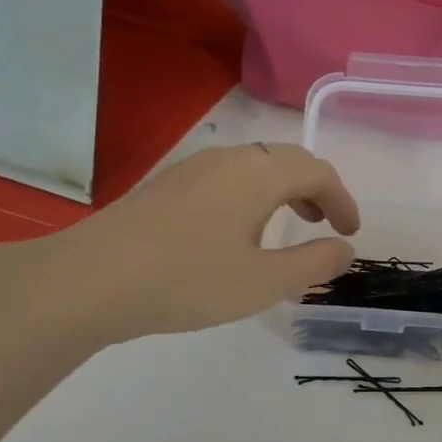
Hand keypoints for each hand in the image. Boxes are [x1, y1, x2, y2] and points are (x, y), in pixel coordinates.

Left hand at [22, 143, 358, 341]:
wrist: (90, 279)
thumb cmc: (187, 280)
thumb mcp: (263, 282)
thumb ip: (313, 265)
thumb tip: (344, 250)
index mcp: (259, 174)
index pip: (318, 172)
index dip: (342, 200)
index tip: (351, 232)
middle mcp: (230, 159)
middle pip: (287, 160)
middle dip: (315, 189)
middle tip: (325, 224)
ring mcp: (194, 168)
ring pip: (255, 166)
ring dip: (283, 190)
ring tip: (288, 226)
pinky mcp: (168, 185)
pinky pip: (227, 177)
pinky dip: (252, 195)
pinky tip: (238, 232)